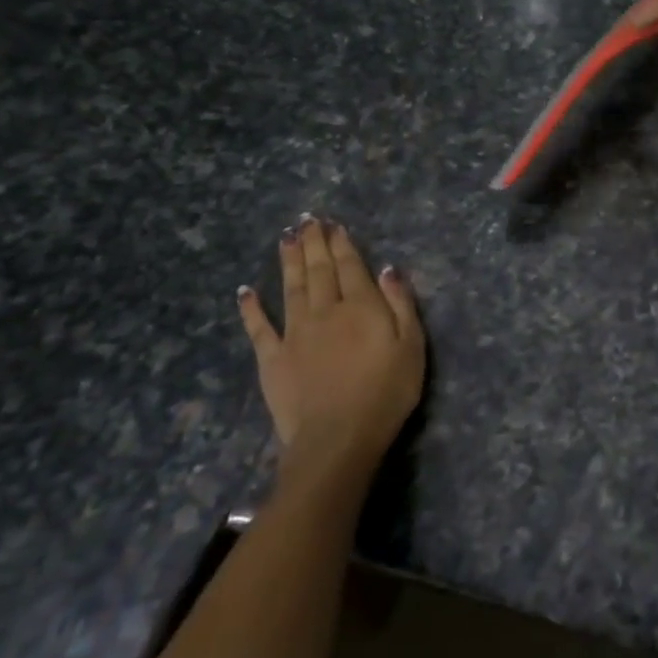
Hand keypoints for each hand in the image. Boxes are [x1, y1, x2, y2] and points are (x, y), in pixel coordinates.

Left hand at [237, 215, 424, 482]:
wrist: (337, 438)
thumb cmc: (386, 393)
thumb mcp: (412, 347)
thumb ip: (401, 305)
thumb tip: (388, 269)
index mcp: (361, 307)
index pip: (350, 267)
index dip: (342, 244)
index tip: (334, 225)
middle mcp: (325, 311)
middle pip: (319, 271)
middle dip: (314, 243)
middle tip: (307, 220)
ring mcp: (295, 333)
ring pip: (291, 288)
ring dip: (288, 261)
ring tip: (286, 238)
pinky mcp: (273, 358)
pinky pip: (259, 328)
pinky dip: (251, 308)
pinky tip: (245, 291)